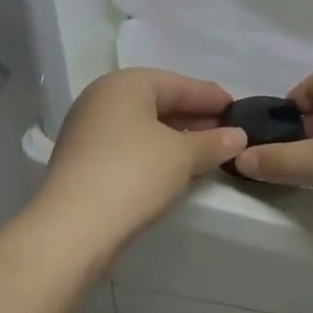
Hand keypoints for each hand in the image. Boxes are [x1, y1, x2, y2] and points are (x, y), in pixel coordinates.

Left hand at [36, 69, 245, 258]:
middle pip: (158, 101)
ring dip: (176, 137)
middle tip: (227, 132)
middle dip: (194, 117)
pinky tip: (176, 168)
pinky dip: (156, 152)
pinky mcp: (84, 161)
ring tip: (207, 152)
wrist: (73, 228)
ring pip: (143, 126)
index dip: (211, 97)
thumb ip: (213, 142)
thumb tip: (239, 136)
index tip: (238, 110)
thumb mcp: (183, 156)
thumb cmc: (133, 175)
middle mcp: (101, 99)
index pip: (178, 83)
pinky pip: (129, 146)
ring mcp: (88, 130)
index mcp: (124, 85)